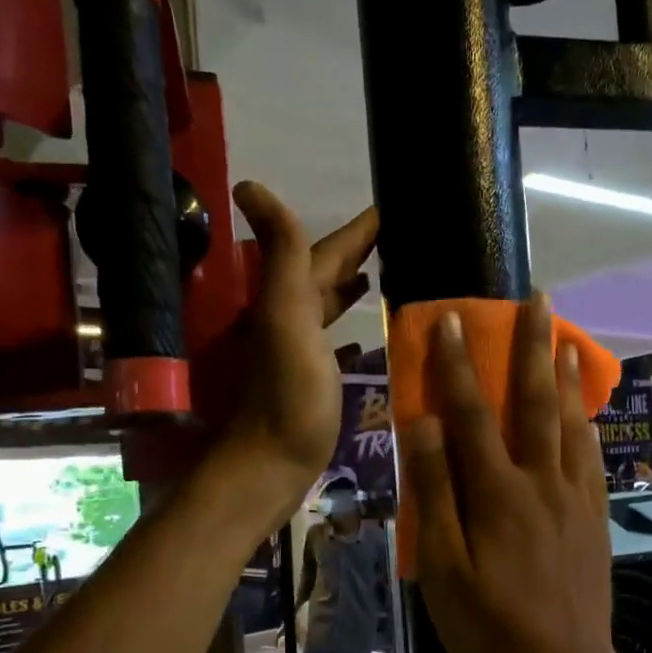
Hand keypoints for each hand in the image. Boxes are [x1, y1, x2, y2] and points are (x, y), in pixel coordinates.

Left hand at [214, 181, 377, 528]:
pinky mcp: (312, 384)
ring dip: (352, 289)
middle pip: (327, 275)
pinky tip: (367, 337)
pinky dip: (349, 334)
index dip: (359, 229)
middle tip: (400, 237)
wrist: (268, 467)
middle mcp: (292, 319)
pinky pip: (334, 346)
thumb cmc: (288, 396)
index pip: (328, 251)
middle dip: (359, 253)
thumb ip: (282, 256)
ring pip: (329, 308)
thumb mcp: (286, 318)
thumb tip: (251, 184)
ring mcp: (301, 353)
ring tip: (385, 275)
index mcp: (290, 299)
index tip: (393, 206)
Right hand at [401, 295, 614, 652]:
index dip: (457, 365)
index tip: (452, 319)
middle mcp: (540, 481)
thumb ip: (436, 493)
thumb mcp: (444, 567)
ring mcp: (573, 497)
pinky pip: (591, 458)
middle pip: (534, 402)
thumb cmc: (490, 625)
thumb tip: (425, 425)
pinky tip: (586, 412)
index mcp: (497, 492)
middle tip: (537, 300)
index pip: (471, 414)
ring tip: (564, 339)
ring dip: (564, 376)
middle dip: (532, 347)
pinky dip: (586, 424)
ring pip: (570, 423)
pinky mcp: (593, 517)